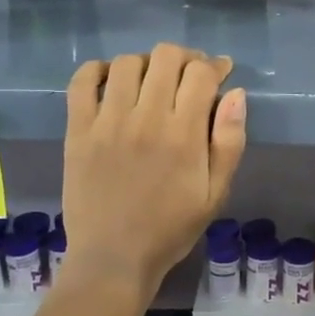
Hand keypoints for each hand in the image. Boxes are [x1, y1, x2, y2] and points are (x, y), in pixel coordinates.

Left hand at [62, 45, 246, 295]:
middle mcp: (146, 119)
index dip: (216, 65)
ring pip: (127, 63)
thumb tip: (236, 93)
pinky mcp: (78, 131)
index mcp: (184, 134)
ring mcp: (107, 122)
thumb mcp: (216, 193)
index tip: (221, 72)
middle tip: (189, 75)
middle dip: (186, 58)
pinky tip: (111, 80)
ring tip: (152, 80)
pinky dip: (98, 70)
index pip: (201, 74)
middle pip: (166, 57)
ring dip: (147, 63)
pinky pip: (82, 82)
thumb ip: (230, 141)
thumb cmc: (171, 228)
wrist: (113, 259)